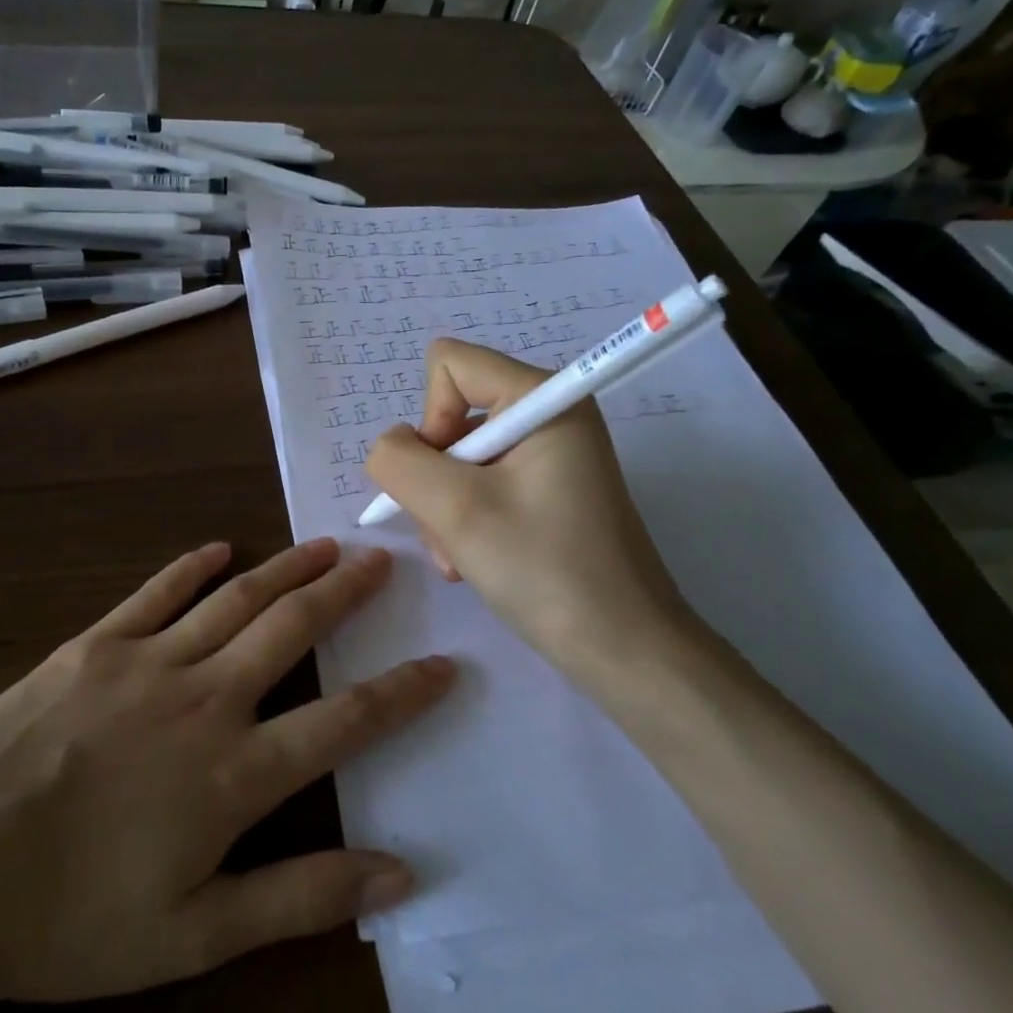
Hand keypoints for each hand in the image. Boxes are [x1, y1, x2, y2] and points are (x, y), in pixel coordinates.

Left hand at [0, 539, 451, 1012]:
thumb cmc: (70, 916)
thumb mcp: (193, 937)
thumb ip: (299, 899)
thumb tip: (398, 875)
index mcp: (233, 773)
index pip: (345, 722)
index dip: (402, 693)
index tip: (444, 664)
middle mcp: (203, 699)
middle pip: (292, 631)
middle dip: (345, 594)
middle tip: (381, 561)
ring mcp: (146, 661)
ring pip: (235, 599)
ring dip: (285, 568)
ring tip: (324, 544)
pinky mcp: (94, 644)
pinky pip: (156, 592)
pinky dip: (193, 566)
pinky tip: (219, 547)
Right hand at [365, 338, 701, 697]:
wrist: (622, 648)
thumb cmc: (543, 568)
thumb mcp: (454, 509)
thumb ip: (399, 460)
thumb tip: (391, 447)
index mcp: (543, 398)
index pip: (449, 364)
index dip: (429, 417)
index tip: (448, 476)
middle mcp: (549, 413)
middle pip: (451, 415)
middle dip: (435, 476)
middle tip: (449, 530)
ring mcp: (550, 453)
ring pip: (458, 457)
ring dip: (444, 507)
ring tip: (459, 556)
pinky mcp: (547, 488)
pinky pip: (481, 483)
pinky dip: (464, 519)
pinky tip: (471, 560)